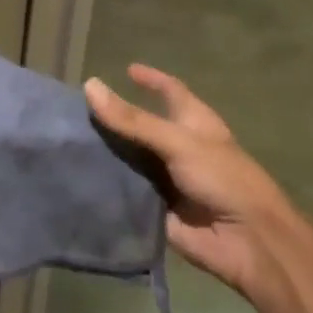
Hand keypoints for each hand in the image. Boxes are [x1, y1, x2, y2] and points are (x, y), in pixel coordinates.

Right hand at [86, 65, 294, 302]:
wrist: (247, 242)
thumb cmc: (223, 179)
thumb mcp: (178, 142)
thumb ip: (133, 119)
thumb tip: (90, 86)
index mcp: (193, 123)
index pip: (171, 92)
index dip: (152, 79)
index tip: (126, 69)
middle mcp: (178, 148)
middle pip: (141, 127)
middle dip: (114, 120)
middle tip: (74, 111)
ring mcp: (167, 179)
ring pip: (129, 161)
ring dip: (105, 153)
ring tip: (64, 140)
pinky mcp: (155, 209)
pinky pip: (125, 194)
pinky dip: (105, 186)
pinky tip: (74, 177)